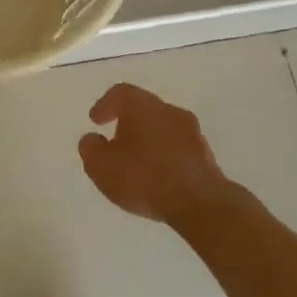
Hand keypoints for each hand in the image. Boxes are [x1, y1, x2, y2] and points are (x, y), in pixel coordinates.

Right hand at [78, 83, 239, 225]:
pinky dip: (164, 156)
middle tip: (115, 140)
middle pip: (144, 109)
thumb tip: (93, 139)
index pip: (121, 93)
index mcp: (141, 106)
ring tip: (136, 162)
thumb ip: (90, 148)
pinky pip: (178, 148)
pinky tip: (157, 176)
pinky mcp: (206, 155)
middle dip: (128, 123)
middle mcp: (169, 111)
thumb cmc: (143, 177)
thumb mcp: (100, 165)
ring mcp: (192, 132)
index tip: (95, 121)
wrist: (199, 203)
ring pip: (163, 128)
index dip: (105, 104)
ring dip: (148, 140)